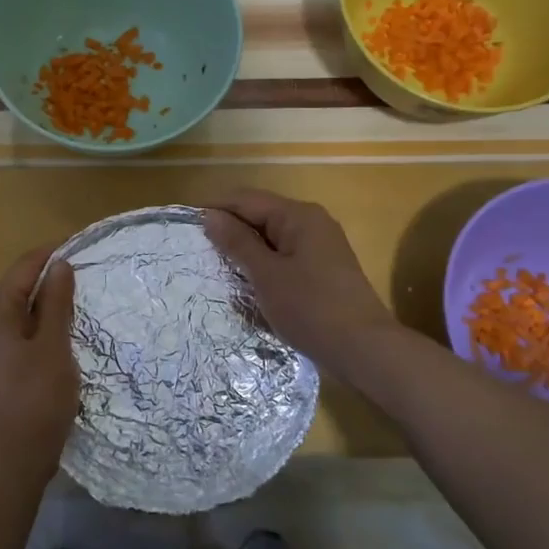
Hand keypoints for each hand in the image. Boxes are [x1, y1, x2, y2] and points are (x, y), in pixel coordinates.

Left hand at [0, 245, 79, 477]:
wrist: (13, 456)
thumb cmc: (35, 395)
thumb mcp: (52, 344)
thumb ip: (55, 302)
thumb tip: (59, 265)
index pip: (23, 268)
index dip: (51, 254)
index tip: (82, 246)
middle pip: (20, 288)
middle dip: (52, 279)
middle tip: (88, 274)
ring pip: (22, 314)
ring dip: (50, 305)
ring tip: (82, 301)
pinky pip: (22, 335)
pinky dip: (44, 328)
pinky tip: (67, 335)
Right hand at [204, 189, 399, 377]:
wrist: (363, 348)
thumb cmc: (310, 308)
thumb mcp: (266, 275)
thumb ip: (237, 242)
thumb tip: (210, 215)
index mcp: (298, 215)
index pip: (247, 199)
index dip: (215, 208)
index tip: (185, 225)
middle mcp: (312, 222)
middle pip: (261, 214)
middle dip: (230, 228)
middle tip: (197, 248)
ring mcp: (321, 245)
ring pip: (272, 237)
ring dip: (245, 248)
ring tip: (216, 264)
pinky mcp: (324, 268)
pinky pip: (285, 255)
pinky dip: (264, 263)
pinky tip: (248, 280)